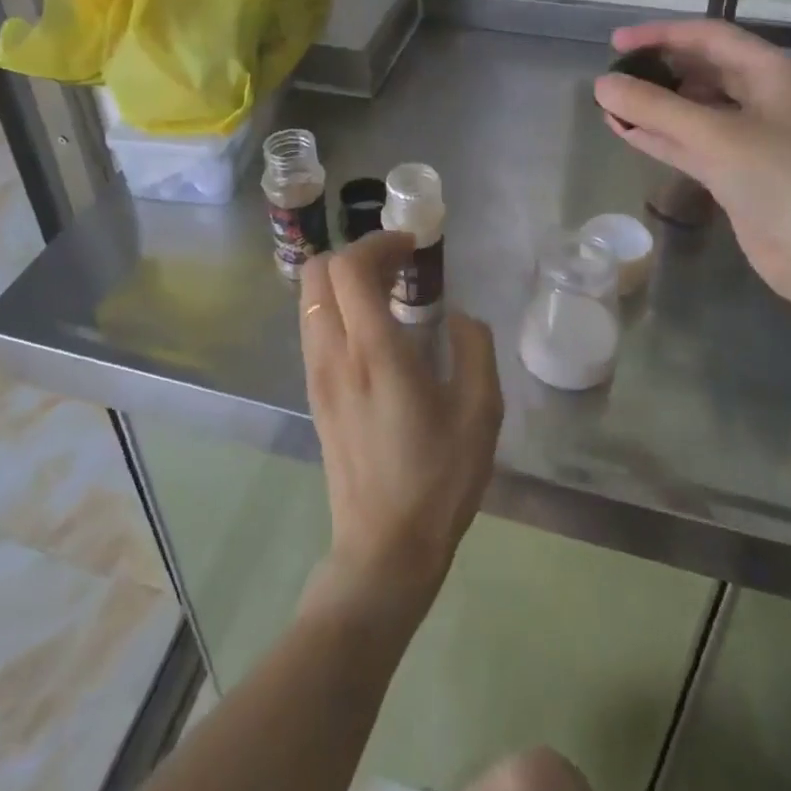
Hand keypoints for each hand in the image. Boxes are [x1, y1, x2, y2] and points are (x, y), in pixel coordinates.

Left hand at [298, 232, 503, 629]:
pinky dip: (337, 306)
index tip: (412, 246)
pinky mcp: (314, 392)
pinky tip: (373, 329)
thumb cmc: (438, 479)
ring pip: (310, 297)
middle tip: (398, 264)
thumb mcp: (480, 411)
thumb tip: (458, 317)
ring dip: (344, 280)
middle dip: (356, 254)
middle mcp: (334, 353)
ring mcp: (317, 373)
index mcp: (374, 352)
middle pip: (318, 272)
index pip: (351, 268)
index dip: (378, 242)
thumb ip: (474, 348)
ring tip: (387, 293)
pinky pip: (313, 325)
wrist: (385, 548)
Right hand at [593, 19, 790, 314]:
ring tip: (610, 105)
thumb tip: (601, 84)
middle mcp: (764, 98)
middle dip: (657, 71)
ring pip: (694, 110)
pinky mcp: (738, 173)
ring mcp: (752, 138)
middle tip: (613, 77)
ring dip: (654, 107)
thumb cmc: (781, 178)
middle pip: (702, 71)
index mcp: (772, 73)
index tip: (617, 43)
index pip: (709, 37)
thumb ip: (654, 107)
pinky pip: (693, 144)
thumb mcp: (714, 135)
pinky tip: (626, 132)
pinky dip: (661, 136)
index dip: (661, 35)